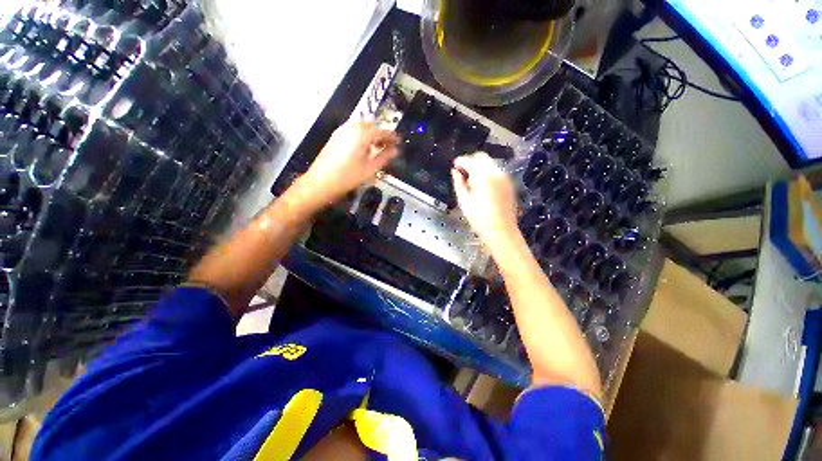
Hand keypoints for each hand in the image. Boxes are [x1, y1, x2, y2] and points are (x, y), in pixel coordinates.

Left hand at [298, 122, 399, 208]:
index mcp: (361, 134)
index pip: (382, 131)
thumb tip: (395, 151)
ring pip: (362, 128)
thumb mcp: (370, 168)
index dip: (392, 136)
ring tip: (379, 148)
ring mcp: (341, 131)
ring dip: (372, 135)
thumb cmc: (348, 176)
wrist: (321, 182)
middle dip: (382, 134)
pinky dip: (362, 137)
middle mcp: (351, 128)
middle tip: (390, 145)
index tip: (400, 142)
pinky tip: (365, 149)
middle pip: (371, 126)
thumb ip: (384, 157)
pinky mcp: (335, 137)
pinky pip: (353, 132)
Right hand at [451, 152, 518, 250]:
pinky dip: (487, 173)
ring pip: (490, 163)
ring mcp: (505, 177)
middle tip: (462, 173)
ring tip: (471, 182)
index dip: (460, 161)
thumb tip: (455, 171)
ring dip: (479, 167)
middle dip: (470, 161)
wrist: (501, 231)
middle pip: (481, 157)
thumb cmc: (479, 218)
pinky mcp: (509, 184)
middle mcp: (496, 172)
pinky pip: (496, 171)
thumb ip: (458, 183)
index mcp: (483, 175)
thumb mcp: (464, 201)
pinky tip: (482, 186)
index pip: (469, 160)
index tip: (454, 166)